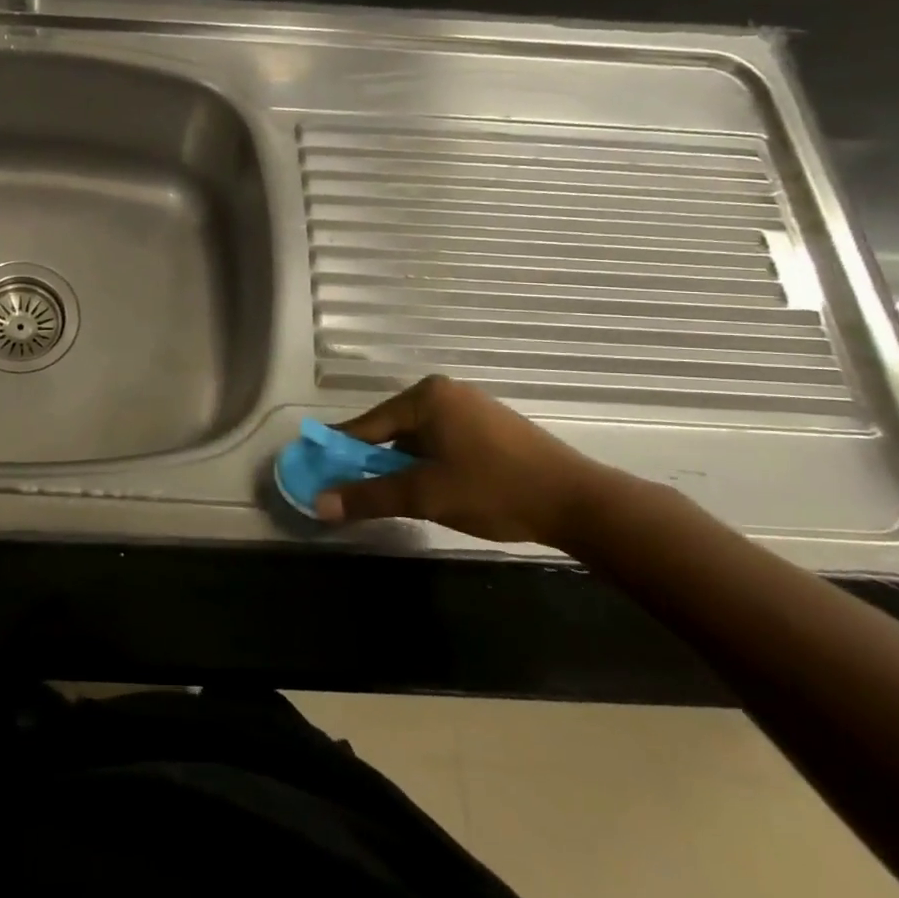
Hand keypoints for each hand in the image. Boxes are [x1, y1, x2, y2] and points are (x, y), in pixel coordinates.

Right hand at [314, 375, 614, 545]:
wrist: (580, 503)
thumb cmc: (494, 489)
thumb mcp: (425, 496)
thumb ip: (369, 496)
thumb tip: (318, 504)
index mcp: (426, 397)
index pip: (367, 425)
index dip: (340, 451)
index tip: (318, 471)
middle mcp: (446, 393)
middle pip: (391, 430)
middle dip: (373, 461)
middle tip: (356, 491)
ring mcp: (472, 408)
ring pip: (418, 438)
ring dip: (402, 466)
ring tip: (395, 496)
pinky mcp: (493, 428)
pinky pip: (443, 442)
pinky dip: (429, 464)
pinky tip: (433, 489)